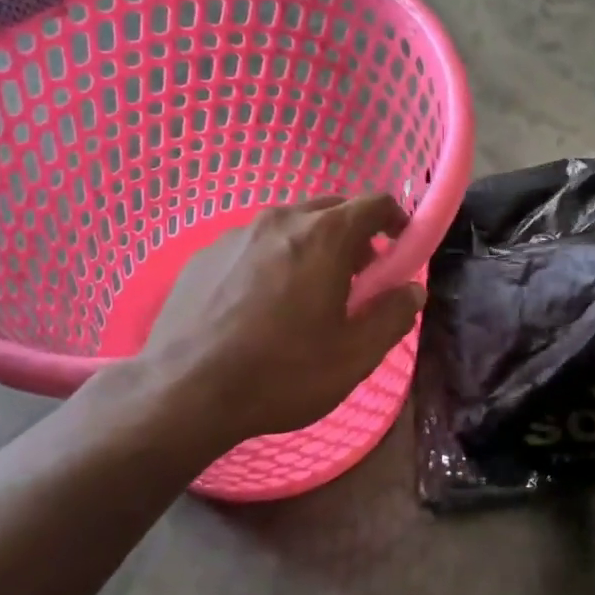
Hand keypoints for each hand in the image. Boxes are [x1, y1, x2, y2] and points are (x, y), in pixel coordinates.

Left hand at [82, 195, 423, 457]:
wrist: (184, 392)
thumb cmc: (281, 373)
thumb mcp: (355, 355)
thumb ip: (393, 314)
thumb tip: (411, 289)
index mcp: (324, 235)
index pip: (375, 203)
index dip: (396, 220)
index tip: (399, 248)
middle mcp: (281, 220)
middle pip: (332, 209)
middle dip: (354, 236)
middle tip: (357, 279)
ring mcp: (237, 233)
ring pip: (290, 226)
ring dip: (312, 247)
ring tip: (306, 295)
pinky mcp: (205, 254)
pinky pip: (254, 244)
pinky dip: (272, 260)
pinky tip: (260, 305)